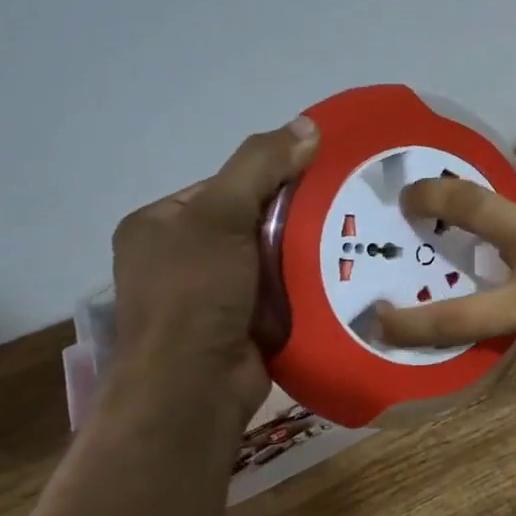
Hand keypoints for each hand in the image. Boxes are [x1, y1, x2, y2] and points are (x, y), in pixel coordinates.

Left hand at [111, 118, 318, 396]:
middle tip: (345, 207)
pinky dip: (306, 284)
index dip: (272, 177)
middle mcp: (181, 257)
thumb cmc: (194, 294)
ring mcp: (211, 295)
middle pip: (253, 220)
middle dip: (295, 216)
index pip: (227, 184)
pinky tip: (342, 274)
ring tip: (354, 238)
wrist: (193, 390)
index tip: (320, 176)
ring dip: (306, 252)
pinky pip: (282, 290)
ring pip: (272, 257)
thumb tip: (308, 125)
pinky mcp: (241, 324)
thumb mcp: (221, 215)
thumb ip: (260, 165)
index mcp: (160, 224)